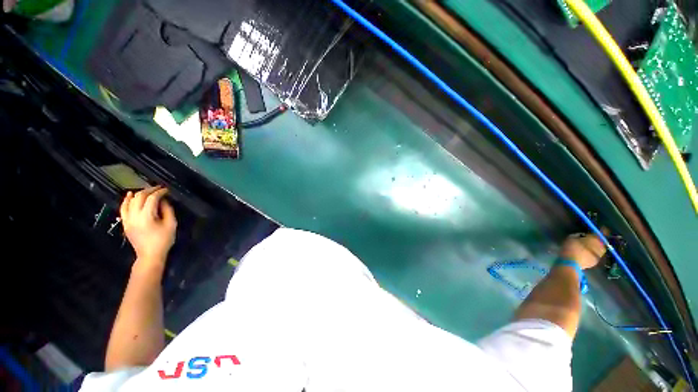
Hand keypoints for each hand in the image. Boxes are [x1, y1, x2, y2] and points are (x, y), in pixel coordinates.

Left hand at [120, 186, 176, 262]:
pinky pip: (123, 208)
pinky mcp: (125, 223)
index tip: (167, 190)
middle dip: (149, 191)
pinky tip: (130, 195)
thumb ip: (167, 210)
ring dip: (138, 194)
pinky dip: (126, 200)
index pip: (152, 199)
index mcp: (146, 217)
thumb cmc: (163, 240)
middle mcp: (134, 216)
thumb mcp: (171, 224)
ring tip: (147, 190)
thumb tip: (163, 200)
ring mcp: (127, 220)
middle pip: (139, 197)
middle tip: (159, 189)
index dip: (160, 192)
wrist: (149, 255)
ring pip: (130, 201)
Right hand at [558, 230, 607, 269]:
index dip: (602, 230)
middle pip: (602, 242)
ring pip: (599, 249)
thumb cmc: (571, 248)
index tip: (601, 228)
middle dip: (598, 240)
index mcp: (596, 239)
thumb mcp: (572, 237)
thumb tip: (583, 236)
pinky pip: (595, 255)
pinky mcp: (595, 262)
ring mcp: (598, 256)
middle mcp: (600, 247)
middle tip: (592, 239)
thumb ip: (580, 236)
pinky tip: (585, 254)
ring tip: (588, 247)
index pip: (602, 233)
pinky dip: (592, 253)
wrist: (571, 263)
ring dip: (595, 247)